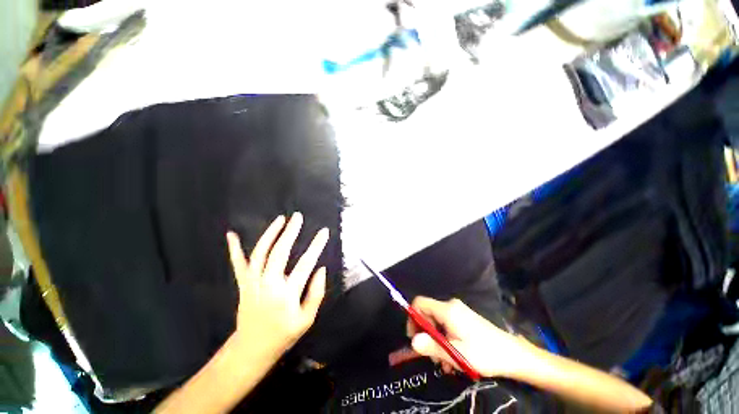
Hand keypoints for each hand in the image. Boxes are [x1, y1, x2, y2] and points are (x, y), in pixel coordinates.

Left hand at [226, 213, 328, 356]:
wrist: (251, 349)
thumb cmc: (283, 335)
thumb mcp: (307, 319)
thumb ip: (316, 293)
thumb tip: (320, 269)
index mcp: (287, 294)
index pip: (305, 264)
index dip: (316, 246)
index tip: (324, 232)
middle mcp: (269, 284)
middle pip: (280, 252)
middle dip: (290, 232)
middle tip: (297, 217)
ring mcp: (253, 283)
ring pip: (260, 253)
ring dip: (270, 234)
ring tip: (280, 219)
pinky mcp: (243, 284)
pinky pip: (238, 264)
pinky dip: (234, 249)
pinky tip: (232, 234)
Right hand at [407, 297, 530, 377]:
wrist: (514, 355)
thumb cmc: (485, 353)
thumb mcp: (457, 354)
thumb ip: (433, 346)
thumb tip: (413, 342)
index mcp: (447, 310)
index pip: (420, 303)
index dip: (413, 318)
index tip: (415, 338)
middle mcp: (451, 307)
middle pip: (427, 314)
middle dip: (426, 335)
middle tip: (432, 356)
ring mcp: (458, 312)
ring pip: (437, 323)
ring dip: (437, 342)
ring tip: (445, 363)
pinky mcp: (464, 319)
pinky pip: (446, 326)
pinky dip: (445, 341)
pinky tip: (453, 359)